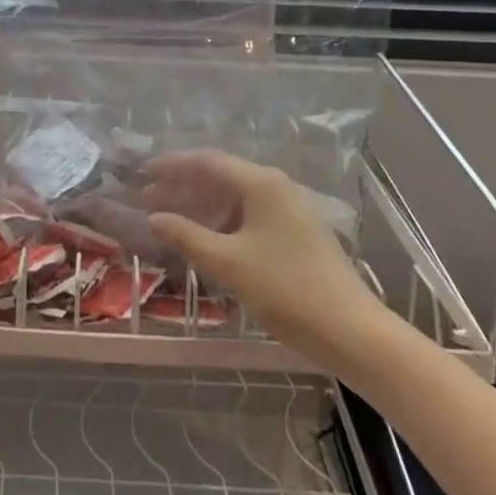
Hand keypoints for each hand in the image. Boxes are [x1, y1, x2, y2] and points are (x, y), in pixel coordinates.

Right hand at [146, 150, 369, 352]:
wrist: (354, 333)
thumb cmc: (287, 290)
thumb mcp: (229, 264)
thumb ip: (187, 236)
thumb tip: (153, 217)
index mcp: (260, 182)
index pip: (206, 161)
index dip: (171, 165)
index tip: (142, 174)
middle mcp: (274, 185)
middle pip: (219, 176)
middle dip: (182, 187)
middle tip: (148, 199)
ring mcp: (288, 208)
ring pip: (234, 197)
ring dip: (201, 206)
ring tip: (170, 220)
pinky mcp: (296, 232)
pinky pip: (249, 214)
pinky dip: (222, 222)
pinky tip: (206, 240)